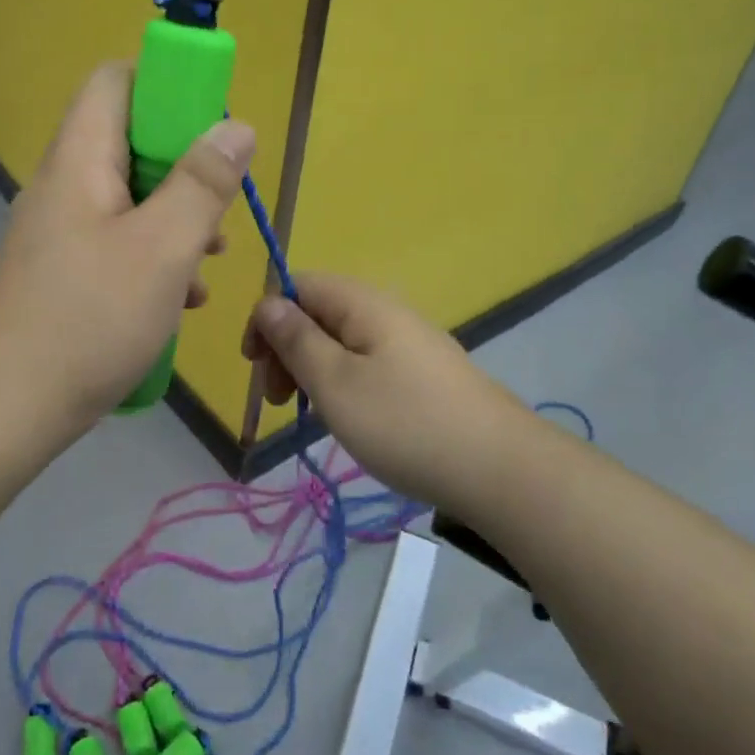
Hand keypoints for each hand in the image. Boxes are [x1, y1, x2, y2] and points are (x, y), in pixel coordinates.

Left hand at [0, 62, 254, 439]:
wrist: (6, 403)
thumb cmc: (90, 317)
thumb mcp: (162, 248)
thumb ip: (202, 183)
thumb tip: (236, 127)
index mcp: (81, 158)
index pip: (116, 80)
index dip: (167, 86)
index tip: (212, 125)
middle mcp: (66, 183)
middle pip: (131, 140)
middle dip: (186, 166)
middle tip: (220, 205)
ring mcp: (62, 230)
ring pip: (132, 197)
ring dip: (177, 218)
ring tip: (212, 259)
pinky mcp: (65, 270)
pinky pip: (119, 241)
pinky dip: (155, 256)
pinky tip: (182, 298)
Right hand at [242, 274, 531, 509]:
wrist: (500, 469)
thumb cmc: (404, 423)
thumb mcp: (335, 383)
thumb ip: (297, 340)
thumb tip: (269, 303)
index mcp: (363, 303)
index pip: (299, 285)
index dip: (268, 316)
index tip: (255, 364)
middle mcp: (387, 312)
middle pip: (319, 312)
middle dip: (287, 347)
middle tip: (276, 398)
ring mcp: (410, 343)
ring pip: (342, 341)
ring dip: (313, 369)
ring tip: (308, 413)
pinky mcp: (425, 374)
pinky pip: (368, 363)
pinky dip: (344, 383)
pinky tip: (348, 418)